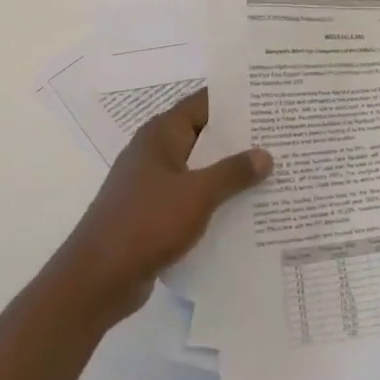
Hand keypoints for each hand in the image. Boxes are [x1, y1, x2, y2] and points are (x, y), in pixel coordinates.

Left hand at [49, 89, 271, 326]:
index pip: (203, 104)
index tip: (269, 101)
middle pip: (203, 136)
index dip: (235, 101)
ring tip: (272, 173)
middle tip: (281, 138)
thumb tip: (265, 154)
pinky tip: (244, 210)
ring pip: (198, 169)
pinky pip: (191, 198)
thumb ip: (233, 172)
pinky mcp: (153, 214)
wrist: (98, 278)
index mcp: (161, 135)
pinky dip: (214, 200)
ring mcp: (151, 184)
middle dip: (239, 139)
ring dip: (228, 173)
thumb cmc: (146, 223)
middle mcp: (155, 153)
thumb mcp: (197, 194)